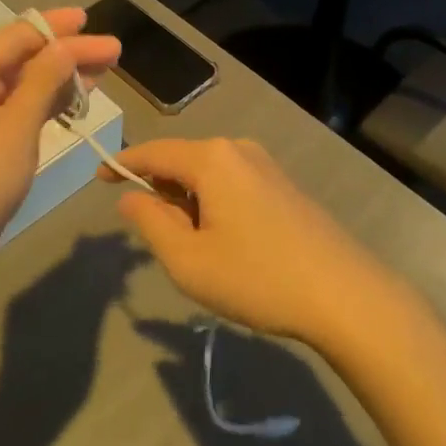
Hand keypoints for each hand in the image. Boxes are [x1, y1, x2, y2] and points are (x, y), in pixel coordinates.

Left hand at [0, 9, 118, 278]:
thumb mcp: (18, 123)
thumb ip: (45, 78)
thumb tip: (67, 44)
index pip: (17, 36)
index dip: (57, 27)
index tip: (92, 20)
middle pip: (21, 57)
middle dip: (66, 53)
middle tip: (112, 51)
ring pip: (22, 82)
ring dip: (60, 77)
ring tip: (104, 71)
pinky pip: (17, 106)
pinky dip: (46, 102)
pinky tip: (77, 99)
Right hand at [101, 138, 382, 342]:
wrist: (347, 296)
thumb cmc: (258, 278)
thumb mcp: (189, 260)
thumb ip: (150, 222)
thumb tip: (130, 196)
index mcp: (210, 158)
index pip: (153, 151)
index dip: (123, 163)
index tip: (99, 177)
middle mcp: (237, 149)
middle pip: (181, 161)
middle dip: (160, 190)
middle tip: (156, 236)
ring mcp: (266, 165)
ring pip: (208, 174)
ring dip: (189, 202)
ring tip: (194, 249)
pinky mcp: (285, 185)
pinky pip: (233, 183)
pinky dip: (214, 204)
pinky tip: (227, 243)